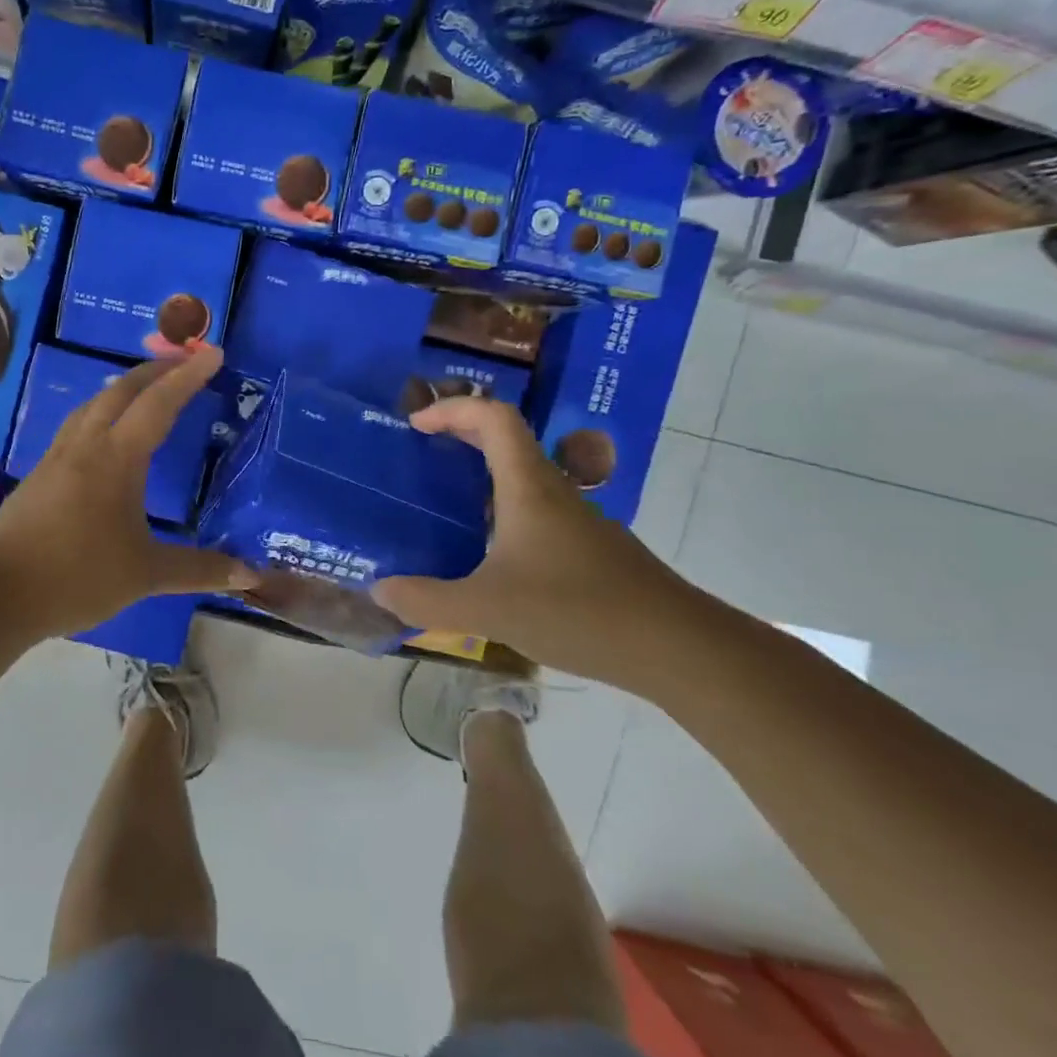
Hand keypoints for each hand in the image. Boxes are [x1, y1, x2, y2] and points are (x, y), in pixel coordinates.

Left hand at [0, 346, 256, 637]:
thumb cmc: (77, 576)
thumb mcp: (145, 574)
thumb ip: (198, 569)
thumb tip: (249, 574)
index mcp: (116, 458)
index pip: (159, 404)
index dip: (188, 376)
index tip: (213, 353)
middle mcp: (85, 445)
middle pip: (121, 391)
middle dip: (155, 370)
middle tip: (184, 362)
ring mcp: (57, 457)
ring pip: (93, 405)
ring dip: (124, 389)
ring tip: (147, 390)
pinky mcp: (39, 474)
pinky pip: (77, 426)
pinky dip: (101, 413)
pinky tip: (104, 436)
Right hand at [370, 397, 687, 683]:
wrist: (678, 648)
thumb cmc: (578, 610)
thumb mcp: (487, 609)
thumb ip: (427, 600)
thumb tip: (379, 590)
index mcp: (528, 487)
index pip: (493, 418)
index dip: (453, 409)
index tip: (417, 425)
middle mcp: (554, 492)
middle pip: (508, 440)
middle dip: (462, 435)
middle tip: (422, 453)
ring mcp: (577, 520)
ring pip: (524, 478)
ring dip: (482, 476)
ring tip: (444, 505)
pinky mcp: (589, 549)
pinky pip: (536, 512)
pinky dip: (502, 513)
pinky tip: (488, 556)